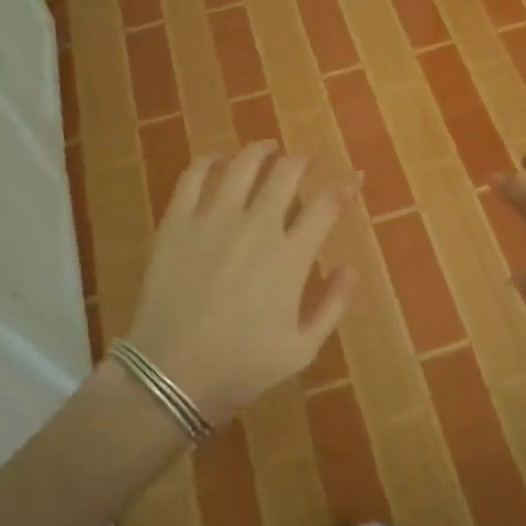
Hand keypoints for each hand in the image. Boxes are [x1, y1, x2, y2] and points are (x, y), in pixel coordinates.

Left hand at [123, 142, 359, 424]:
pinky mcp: (178, 221)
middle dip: (302, 161)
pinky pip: (194, 175)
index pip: (326, 204)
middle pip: (286, 172)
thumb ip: (332, 306)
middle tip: (305, 162)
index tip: (354, 179)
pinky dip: (209, 160)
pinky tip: (218, 159)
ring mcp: (214, 218)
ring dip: (261, 150)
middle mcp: (257, 226)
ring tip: (268, 149)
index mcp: (290, 256)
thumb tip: (350, 268)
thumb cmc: (241, 367)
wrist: (171, 376)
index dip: (345, 186)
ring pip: (243, 164)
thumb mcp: (302, 349)